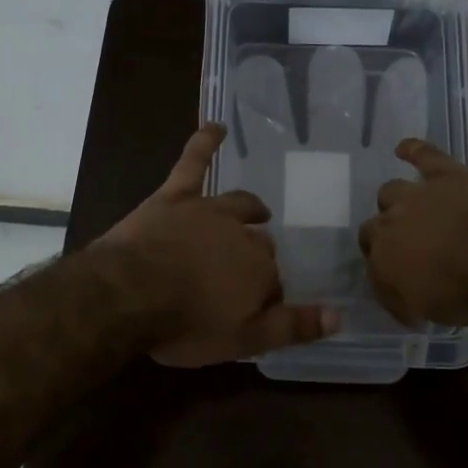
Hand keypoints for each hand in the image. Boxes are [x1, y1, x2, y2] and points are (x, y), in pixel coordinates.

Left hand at [99, 122, 338, 366]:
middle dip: (256, 257)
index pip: (273, 282)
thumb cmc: (185, 325)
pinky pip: (194, 163)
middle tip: (242, 275)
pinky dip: (205, 144)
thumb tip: (339, 315)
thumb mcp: (243, 340)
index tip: (253, 309)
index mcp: (259, 270)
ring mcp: (209, 211)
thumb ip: (290, 328)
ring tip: (258, 212)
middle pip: (258, 244)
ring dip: (250, 209)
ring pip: (238, 205)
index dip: (264, 296)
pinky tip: (216, 127)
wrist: (128, 294)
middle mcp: (242, 235)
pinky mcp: (176, 197)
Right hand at [359, 139, 467, 325]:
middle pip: (374, 229)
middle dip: (384, 239)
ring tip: (405, 208)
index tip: (402, 288)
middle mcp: (390, 226)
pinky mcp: (445, 174)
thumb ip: (411, 302)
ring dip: (395, 201)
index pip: (374, 270)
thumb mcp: (433, 314)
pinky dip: (413, 150)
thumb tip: (407, 302)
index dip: (386, 277)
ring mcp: (417, 195)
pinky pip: (422, 155)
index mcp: (384, 264)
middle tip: (404, 249)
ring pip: (390, 192)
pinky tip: (404, 148)